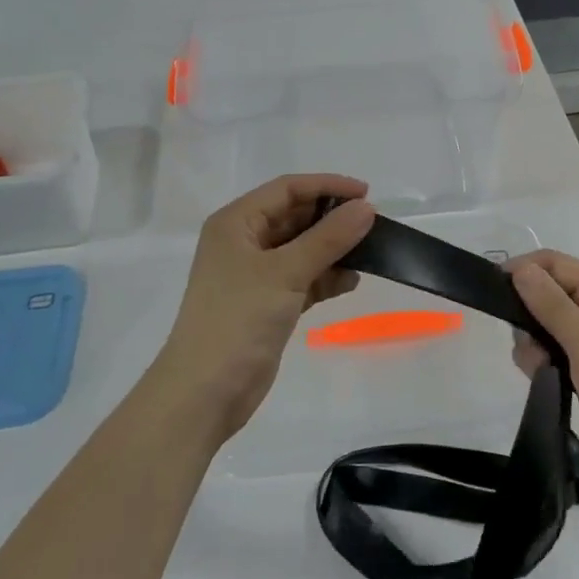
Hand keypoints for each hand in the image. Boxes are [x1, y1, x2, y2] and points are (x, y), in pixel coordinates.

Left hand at [151, 174, 375, 446]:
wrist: (206, 392)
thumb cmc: (238, 319)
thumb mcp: (285, 272)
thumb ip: (328, 238)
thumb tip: (366, 208)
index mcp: (236, 223)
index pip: (287, 189)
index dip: (327, 186)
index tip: (367, 194)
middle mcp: (243, 242)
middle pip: (294, 216)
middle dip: (332, 219)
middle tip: (372, 225)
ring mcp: (255, 274)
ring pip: (301, 249)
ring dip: (332, 249)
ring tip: (369, 253)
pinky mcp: (267, 303)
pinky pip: (302, 278)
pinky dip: (325, 277)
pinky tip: (350, 282)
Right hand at [509, 250, 578, 489]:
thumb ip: (551, 305)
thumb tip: (520, 268)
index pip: (552, 262)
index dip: (522, 271)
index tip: (495, 296)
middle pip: (545, 292)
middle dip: (527, 315)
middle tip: (528, 344)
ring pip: (543, 323)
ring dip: (533, 343)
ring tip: (542, 368)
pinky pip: (551, 349)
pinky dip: (542, 360)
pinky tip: (546, 378)